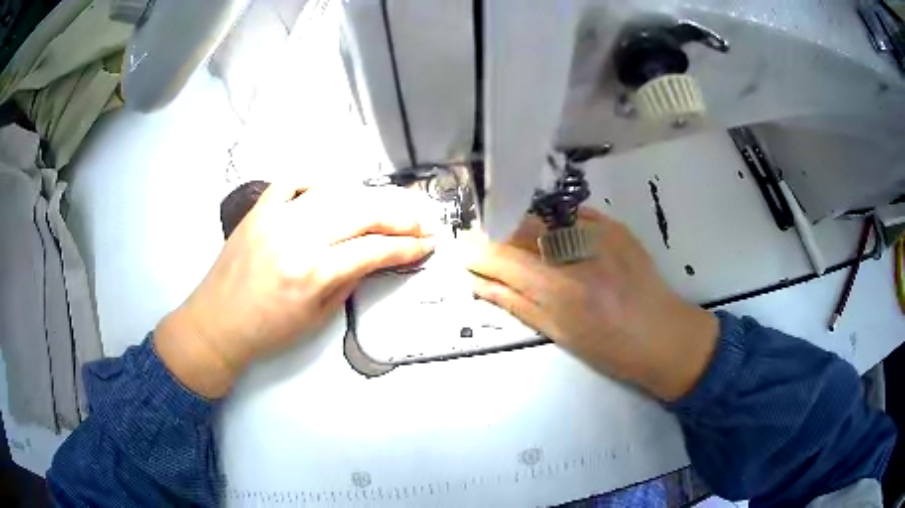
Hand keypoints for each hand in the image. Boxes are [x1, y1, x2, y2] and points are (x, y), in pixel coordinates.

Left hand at [156, 183, 437, 397]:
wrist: (217, 322)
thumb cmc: (269, 331)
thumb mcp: (318, 318)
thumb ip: (349, 282)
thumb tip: (374, 259)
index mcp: (313, 272)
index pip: (373, 250)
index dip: (407, 247)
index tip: (428, 245)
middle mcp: (298, 236)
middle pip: (361, 212)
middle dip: (399, 216)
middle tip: (422, 221)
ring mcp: (276, 217)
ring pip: (335, 193)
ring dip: (369, 198)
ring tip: (390, 206)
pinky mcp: (259, 209)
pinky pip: (292, 181)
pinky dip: (317, 180)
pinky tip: (334, 188)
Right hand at [467, 208, 717, 400]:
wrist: (664, 335)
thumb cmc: (611, 348)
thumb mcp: (558, 333)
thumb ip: (515, 302)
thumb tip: (477, 283)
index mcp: (559, 288)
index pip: (502, 257)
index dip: (476, 252)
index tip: (461, 252)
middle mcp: (576, 251)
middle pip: (519, 225)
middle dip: (498, 235)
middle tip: (491, 249)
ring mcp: (599, 232)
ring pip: (544, 216)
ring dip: (527, 230)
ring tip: (529, 250)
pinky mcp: (615, 225)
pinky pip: (572, 215)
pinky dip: (557, 227)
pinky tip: (561, 243)